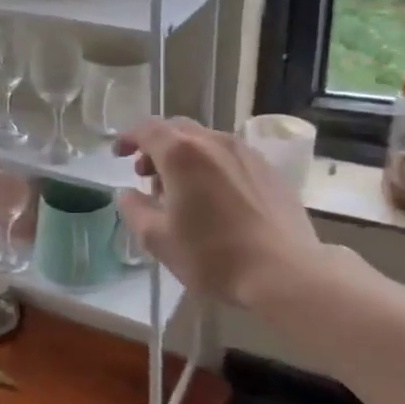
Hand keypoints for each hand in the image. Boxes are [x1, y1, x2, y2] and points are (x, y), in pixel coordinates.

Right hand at [114, 117, 348, 313]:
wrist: (286, 273)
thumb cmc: (213, 256)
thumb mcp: (158, 240)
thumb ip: (134, 210)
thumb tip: (126, 194)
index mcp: (182, 154)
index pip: (147, 130)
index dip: (128, 138)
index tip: (118, 154)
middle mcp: (214, 142)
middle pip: (177, 130)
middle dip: (156, 147)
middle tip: (146, 174)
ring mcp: (246, 153)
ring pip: (205, 141)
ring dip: (184, 157)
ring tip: (180, 191)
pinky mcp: (269, 170)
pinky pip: (229, 156)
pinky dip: (210, 166)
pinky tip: (214, 198)